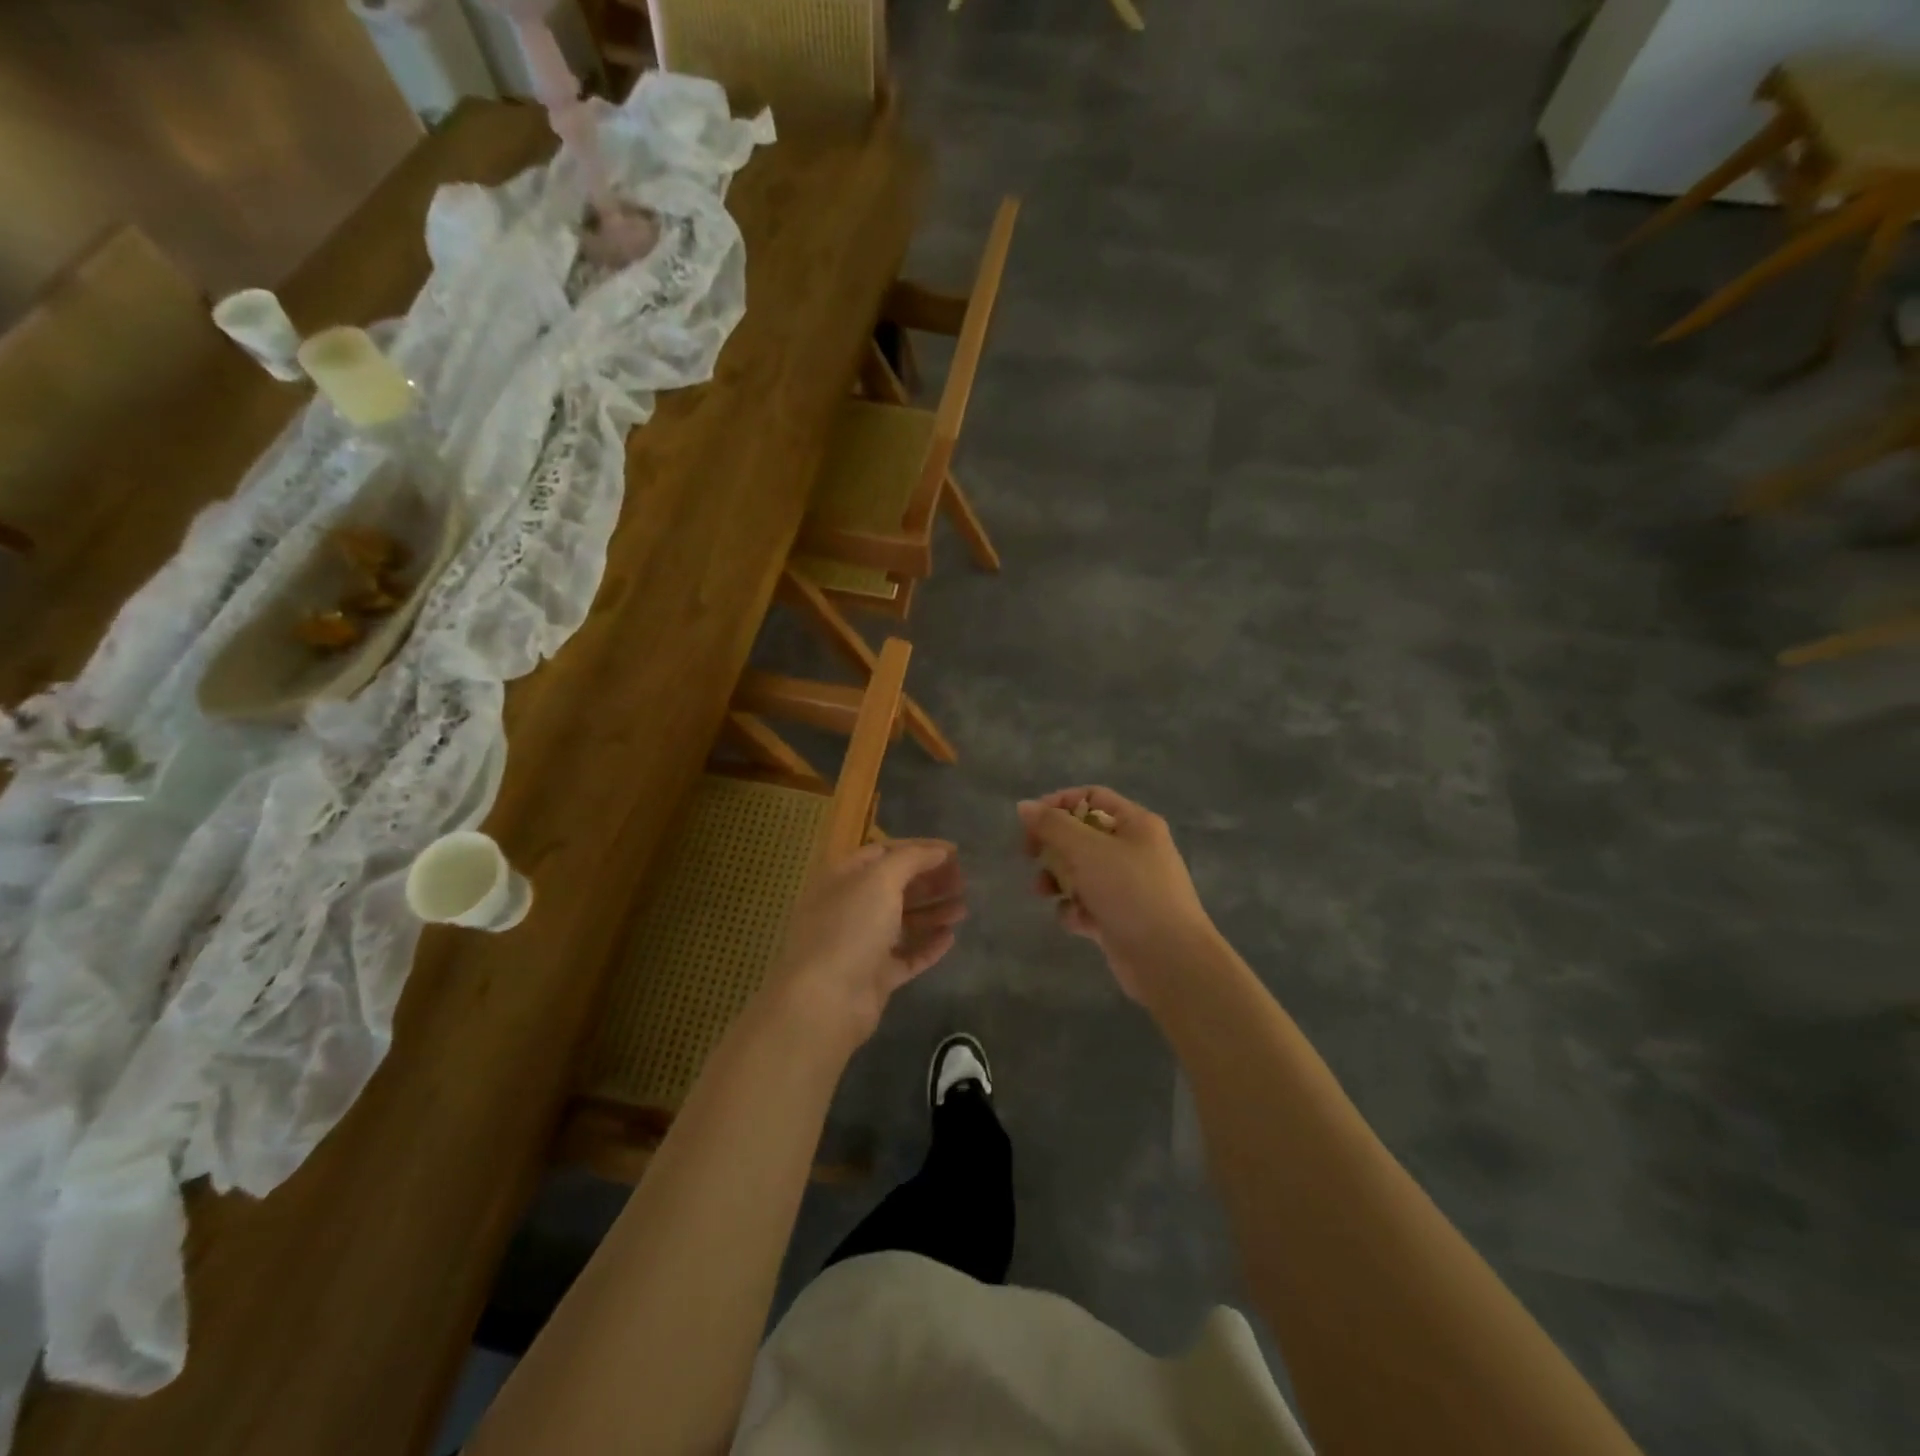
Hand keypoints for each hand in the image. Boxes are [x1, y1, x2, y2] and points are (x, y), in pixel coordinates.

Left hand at [762, 839, 965, 1052]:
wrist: (826, 1000)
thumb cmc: (850, 927)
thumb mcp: (880, 880)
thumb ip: (912, 859)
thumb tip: (939, 851)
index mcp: (843, 878)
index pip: (884, 852)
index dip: (919, 849)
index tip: (954, 853)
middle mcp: (850, 907)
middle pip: (895, 887)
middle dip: (929, 881)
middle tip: (963, 881)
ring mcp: (861, 944)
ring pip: (903, 921)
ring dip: (933, 911)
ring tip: (963, 908)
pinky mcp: (875, 976)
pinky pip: (906, 956)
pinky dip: (928, 945)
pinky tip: (951, 937)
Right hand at [1018, 787, 1218, 1003]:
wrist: (1169, 959)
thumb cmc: (1130, 892)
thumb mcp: (1087, 850)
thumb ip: (1053, 825)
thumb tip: (1025, 805)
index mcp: (1136, 824)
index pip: (1092, 797)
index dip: (1059, 804)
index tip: (1031, 821)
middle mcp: (1133, 850)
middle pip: (1082, 835)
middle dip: (1053, 846)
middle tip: (1030, 855)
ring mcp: (1127, 885)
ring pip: (1080, 871)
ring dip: (1057, 879)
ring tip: (1044, 892)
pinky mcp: (1119, 917)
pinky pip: (1087, 903)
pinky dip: (1075, 910)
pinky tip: (1076, 921)